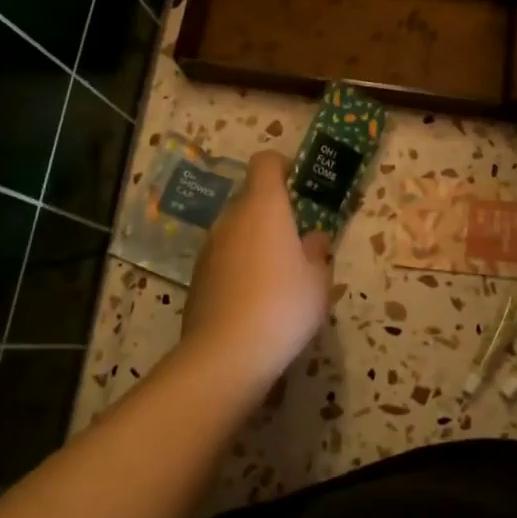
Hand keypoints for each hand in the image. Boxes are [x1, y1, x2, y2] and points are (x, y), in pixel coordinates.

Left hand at [180, 150, 332, 382]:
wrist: (226, 355)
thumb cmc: (283, 305)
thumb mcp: (318, 280)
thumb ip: (318, 251)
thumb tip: (313, 238)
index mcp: (264, 207)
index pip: (266, 163)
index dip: (283, 167)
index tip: (300, 186)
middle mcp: (231, 219)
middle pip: (251, 199)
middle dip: (273, 213)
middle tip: (297, 242)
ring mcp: (209, 248)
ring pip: (236, 230)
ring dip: (255, 241)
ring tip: (278, 276)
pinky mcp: (197, 277)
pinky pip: (224, 258)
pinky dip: (239, 266)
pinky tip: (255, 300)